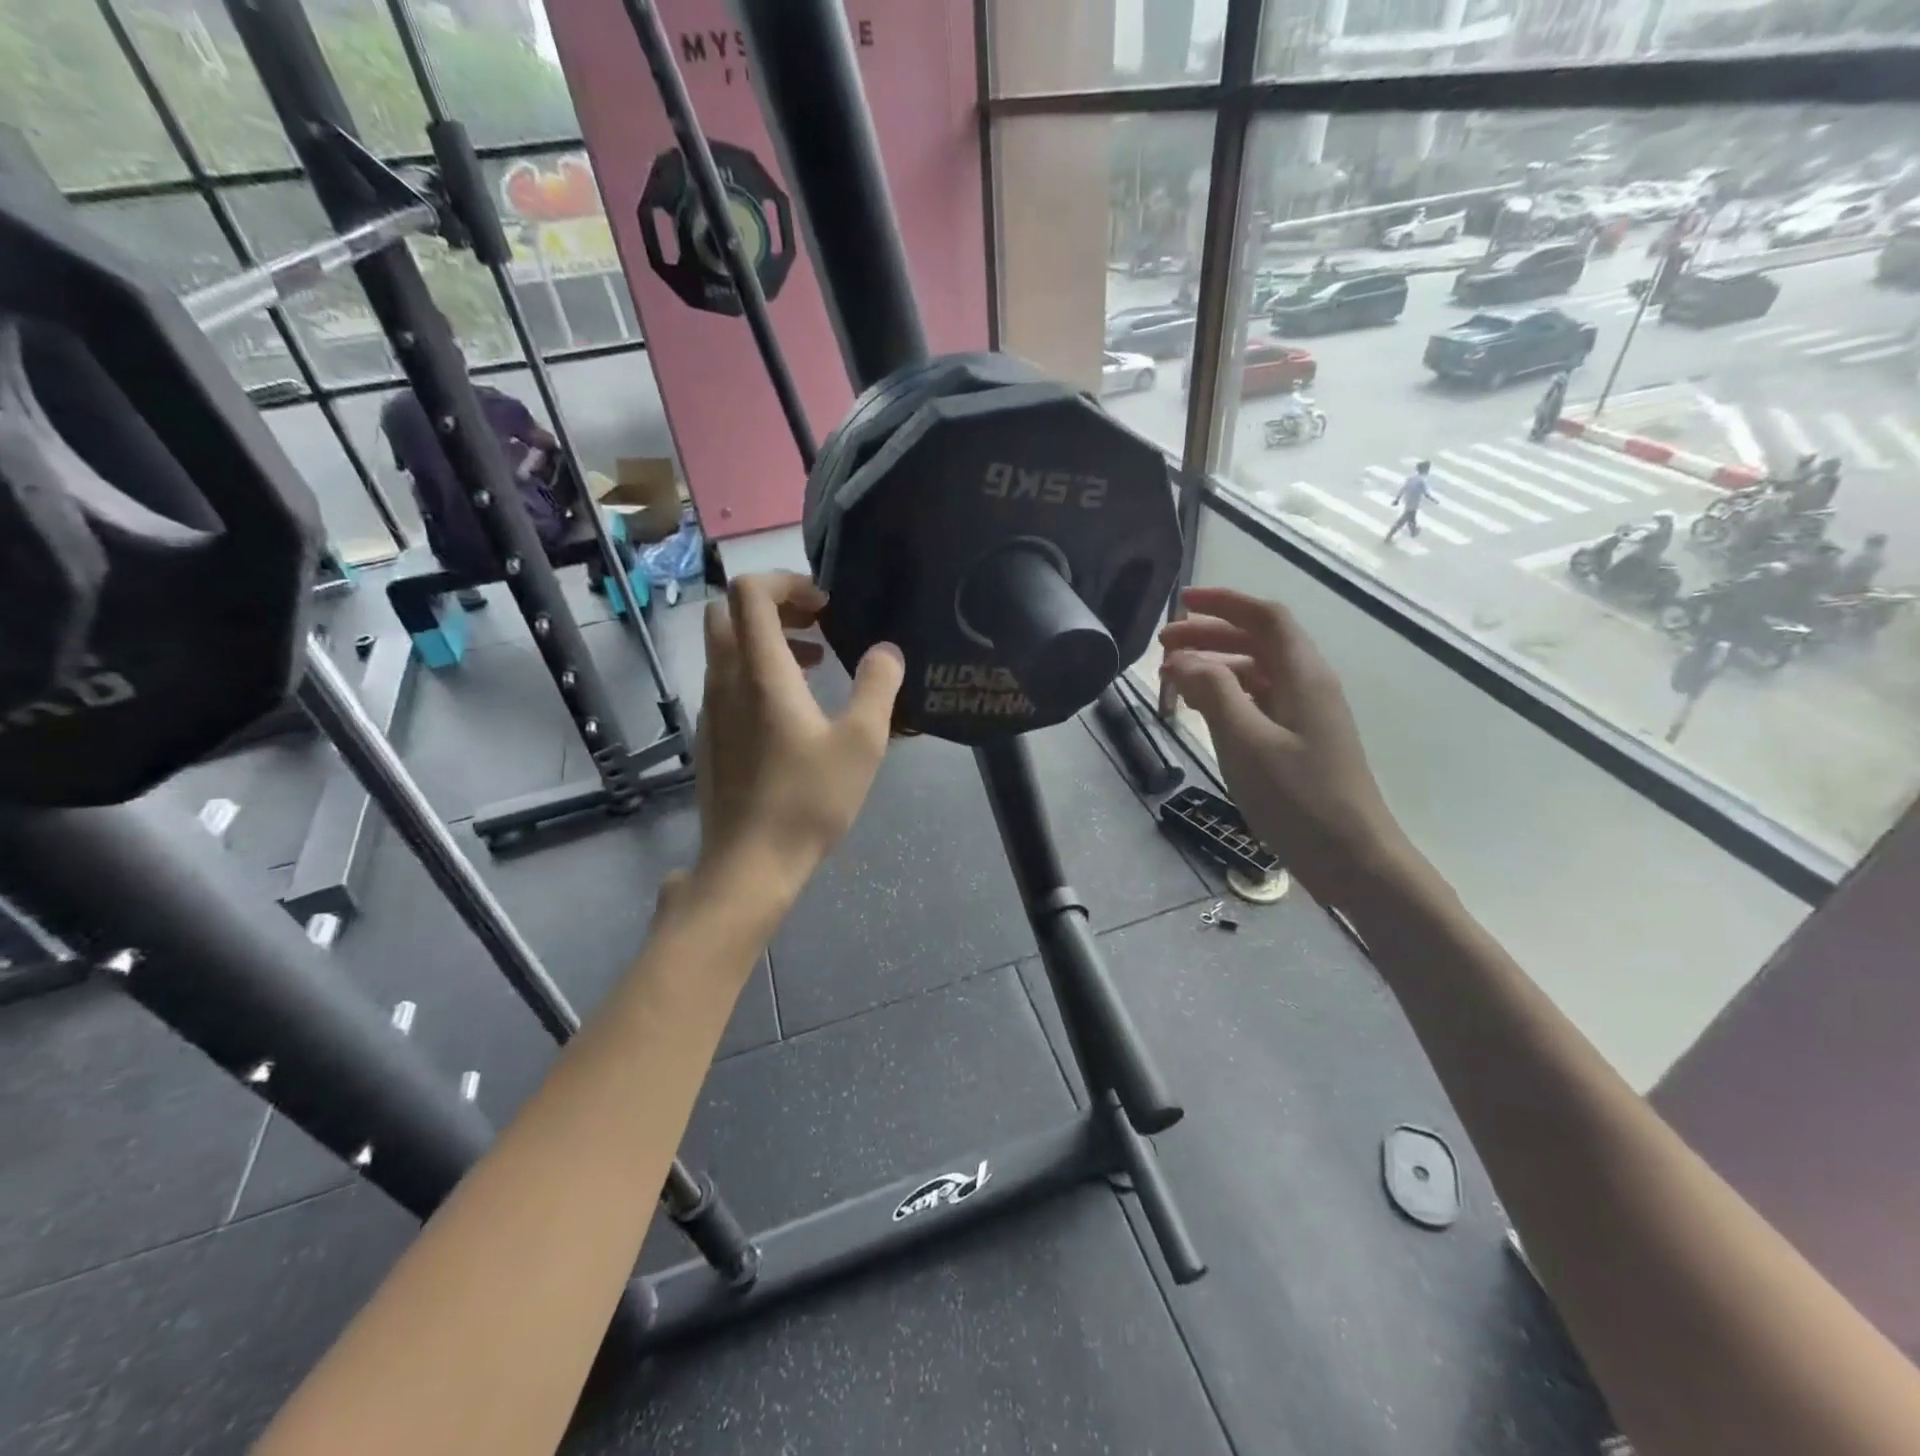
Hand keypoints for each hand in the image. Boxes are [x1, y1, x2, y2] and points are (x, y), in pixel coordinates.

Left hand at [691, 572, 903, 899]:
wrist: (750, 863)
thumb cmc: (808, 800)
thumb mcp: (862, 742)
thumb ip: (878, 687)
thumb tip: (886, 651)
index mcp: (760, 672)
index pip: (749, 592)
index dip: (786, 581)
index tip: (824, 605)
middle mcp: (725, 681)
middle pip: (728, 613)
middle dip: (774, 606)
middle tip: (817, 626)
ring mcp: (711, 710)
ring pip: (726, 648)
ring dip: (768, 640)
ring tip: (816, 665)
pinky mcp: (710, 736)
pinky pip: (727, 681)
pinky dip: (757, 673)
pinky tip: (794, 711)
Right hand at [1159, 586, 1412, 904]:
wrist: (1353, 858)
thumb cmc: (1299, 798)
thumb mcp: (1246, 742)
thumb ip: (1213, 693)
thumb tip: (1183, 659)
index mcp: (1303, 676)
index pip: (1265, 618)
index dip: (1224, 604)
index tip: (1181, 603)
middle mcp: (1309, 686)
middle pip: (1258, 642)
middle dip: (1209, 636)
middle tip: (1161, 648)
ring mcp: (1307, 716)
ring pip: (1257, 673)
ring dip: (1215, 668)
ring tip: (1172, 680)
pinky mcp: (1301, 742)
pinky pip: (1260, 702)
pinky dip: (1227, 696)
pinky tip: (1202, 712)